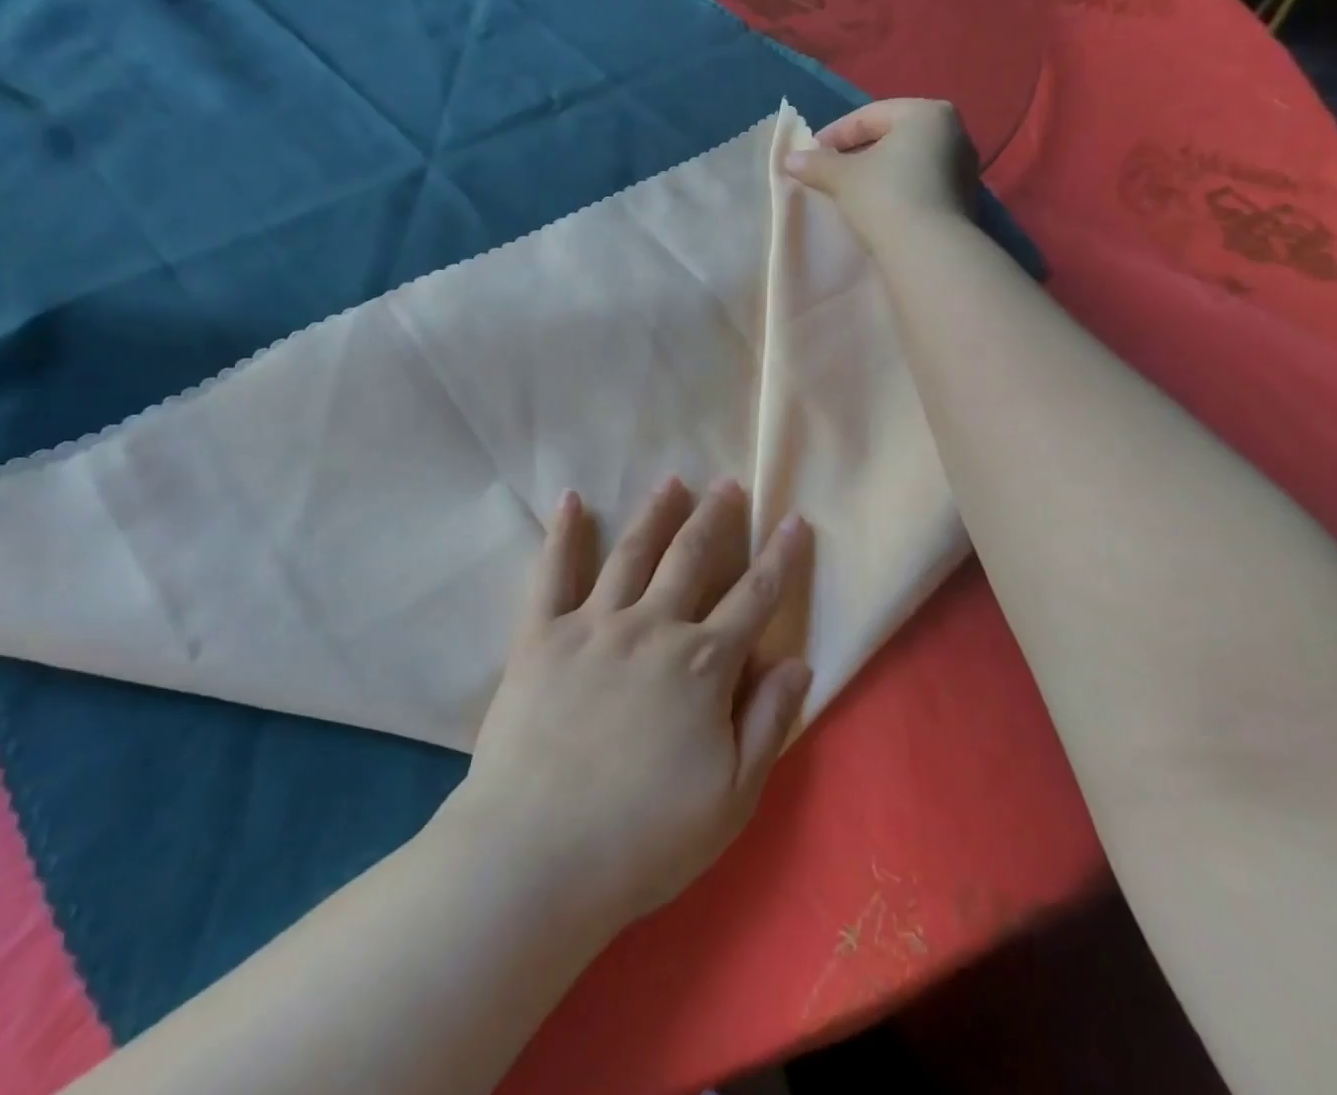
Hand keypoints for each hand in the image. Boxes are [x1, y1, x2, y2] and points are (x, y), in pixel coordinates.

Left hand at [452, 479, 811, 929]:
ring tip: (672, 481)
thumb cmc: (644, 838)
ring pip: (631, 552)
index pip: (754, 598)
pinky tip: (570, 499)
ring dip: (655, 513)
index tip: (795, 521)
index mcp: (702, 665)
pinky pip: (552, 572)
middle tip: (729, 484)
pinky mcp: (541, 633)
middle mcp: (651, 627)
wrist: (537, 854)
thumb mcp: (732, 797)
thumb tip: (799, 661)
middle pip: (691, 558)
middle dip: (716, 518)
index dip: (780, 558)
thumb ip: (769, 722)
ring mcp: (592, 624)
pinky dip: (562, 533)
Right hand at [783, 99, 977, 244]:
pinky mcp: (963, 199)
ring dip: (878, 173)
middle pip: (892, 136)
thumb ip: (816, 164)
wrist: (928, 250)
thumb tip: (790, 159)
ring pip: (908, 162)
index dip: (834, 134)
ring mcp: (963, 167)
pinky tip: (877, 208)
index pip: (869, 115)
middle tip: (829, 171)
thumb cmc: (884, 196)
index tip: (810, 155)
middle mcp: (954, 131)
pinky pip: (922, 184)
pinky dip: (897, 190)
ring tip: (850, 192)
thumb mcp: (842, 177)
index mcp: (926, 112)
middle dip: (858, 152)